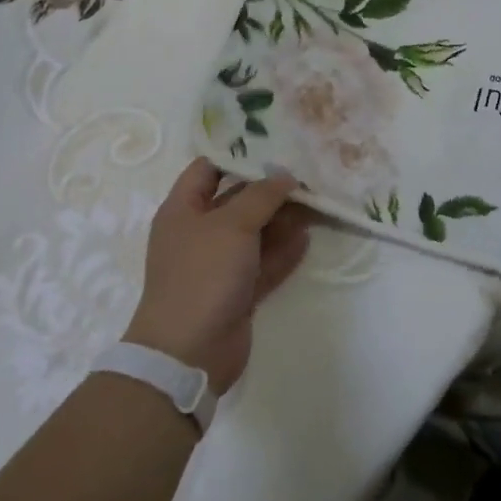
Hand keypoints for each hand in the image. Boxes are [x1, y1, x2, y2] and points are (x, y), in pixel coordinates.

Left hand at [124, 159, 310, 394]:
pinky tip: (307, 238)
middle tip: (307, 176)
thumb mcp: (232, 224)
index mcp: (183, 210)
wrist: (188, 353)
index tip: (273, 146)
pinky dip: (283, 251)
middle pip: (238, 201)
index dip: (237, 155)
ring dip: (283, 220)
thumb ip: (262, 196)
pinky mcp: (237, 292)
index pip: (207, 169)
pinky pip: (264, 263)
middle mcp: (200, 233)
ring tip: (316, 204)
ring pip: (256, 233)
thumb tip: (285, 176)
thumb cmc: (203, 274)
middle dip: (270, 190)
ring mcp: (219, 265)